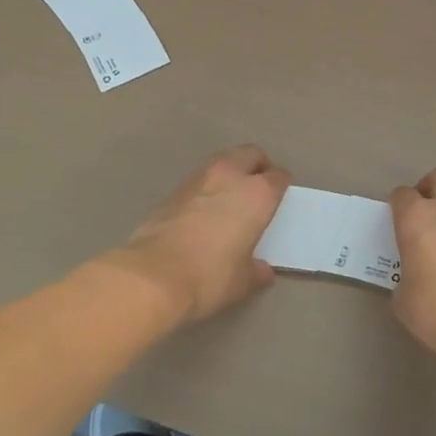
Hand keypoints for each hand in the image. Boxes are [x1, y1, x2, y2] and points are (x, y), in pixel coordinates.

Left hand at [111, 145, 288, 323]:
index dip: (282, 186)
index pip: (278, 177)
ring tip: (231, 197)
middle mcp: (230, 176)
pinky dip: (207, 187)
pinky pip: (200, 179)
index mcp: (257, 194)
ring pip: (223, 161)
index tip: (281, 198)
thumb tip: (263, 270)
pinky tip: (204, 210)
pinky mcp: (173, 190)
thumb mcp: (243, 281)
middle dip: (258, 165)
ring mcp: (199, 179)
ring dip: (231, 172)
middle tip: (259, 186)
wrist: (153, 275)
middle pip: (251, 154)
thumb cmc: (210, 276)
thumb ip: (257, 271)